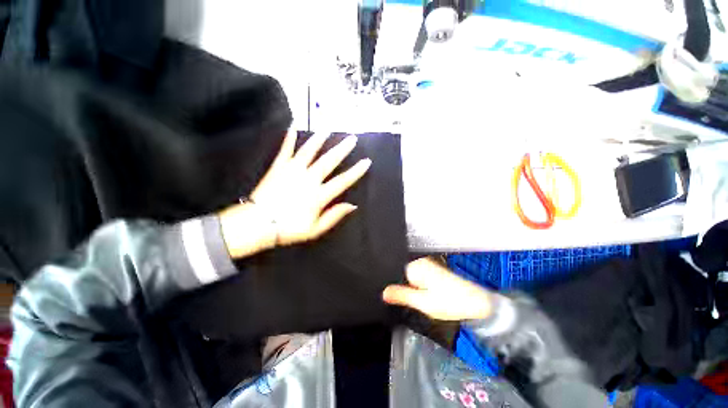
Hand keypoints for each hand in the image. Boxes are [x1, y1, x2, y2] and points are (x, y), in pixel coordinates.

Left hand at [220, 132, 370, 257]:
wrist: (258, 224)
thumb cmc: (289, 228)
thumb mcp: (315, 229)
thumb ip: (334, 216)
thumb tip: (352, 205)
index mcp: (319, 195)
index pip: (342, 181)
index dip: (356, 171)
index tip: (366, 161)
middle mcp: (308, 179)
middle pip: (329, 161)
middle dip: (342, 149)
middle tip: (352, 138)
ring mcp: (292, 171)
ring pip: (309, 151)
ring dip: (320, 139)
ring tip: (328, 130)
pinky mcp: (278, 167)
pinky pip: (285, 150)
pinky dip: (289, 138)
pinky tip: (293, 126)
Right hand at [382, 258, 493, 320]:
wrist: (477, 303)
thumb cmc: (450, 302)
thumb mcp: (423, 303)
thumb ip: (401, 296)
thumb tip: (383, 292)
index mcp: (416, 266)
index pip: (396, 274)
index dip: (398, 288)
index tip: (405, 299)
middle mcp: (421, 262)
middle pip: (403, 275)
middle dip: (406, 288)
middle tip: (418, 301)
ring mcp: (428, 265)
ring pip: (412, 278)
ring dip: (414, 289)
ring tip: (425, 299)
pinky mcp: (434, 270)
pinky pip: (420, 278)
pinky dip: (420, 288)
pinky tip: (429, 296)